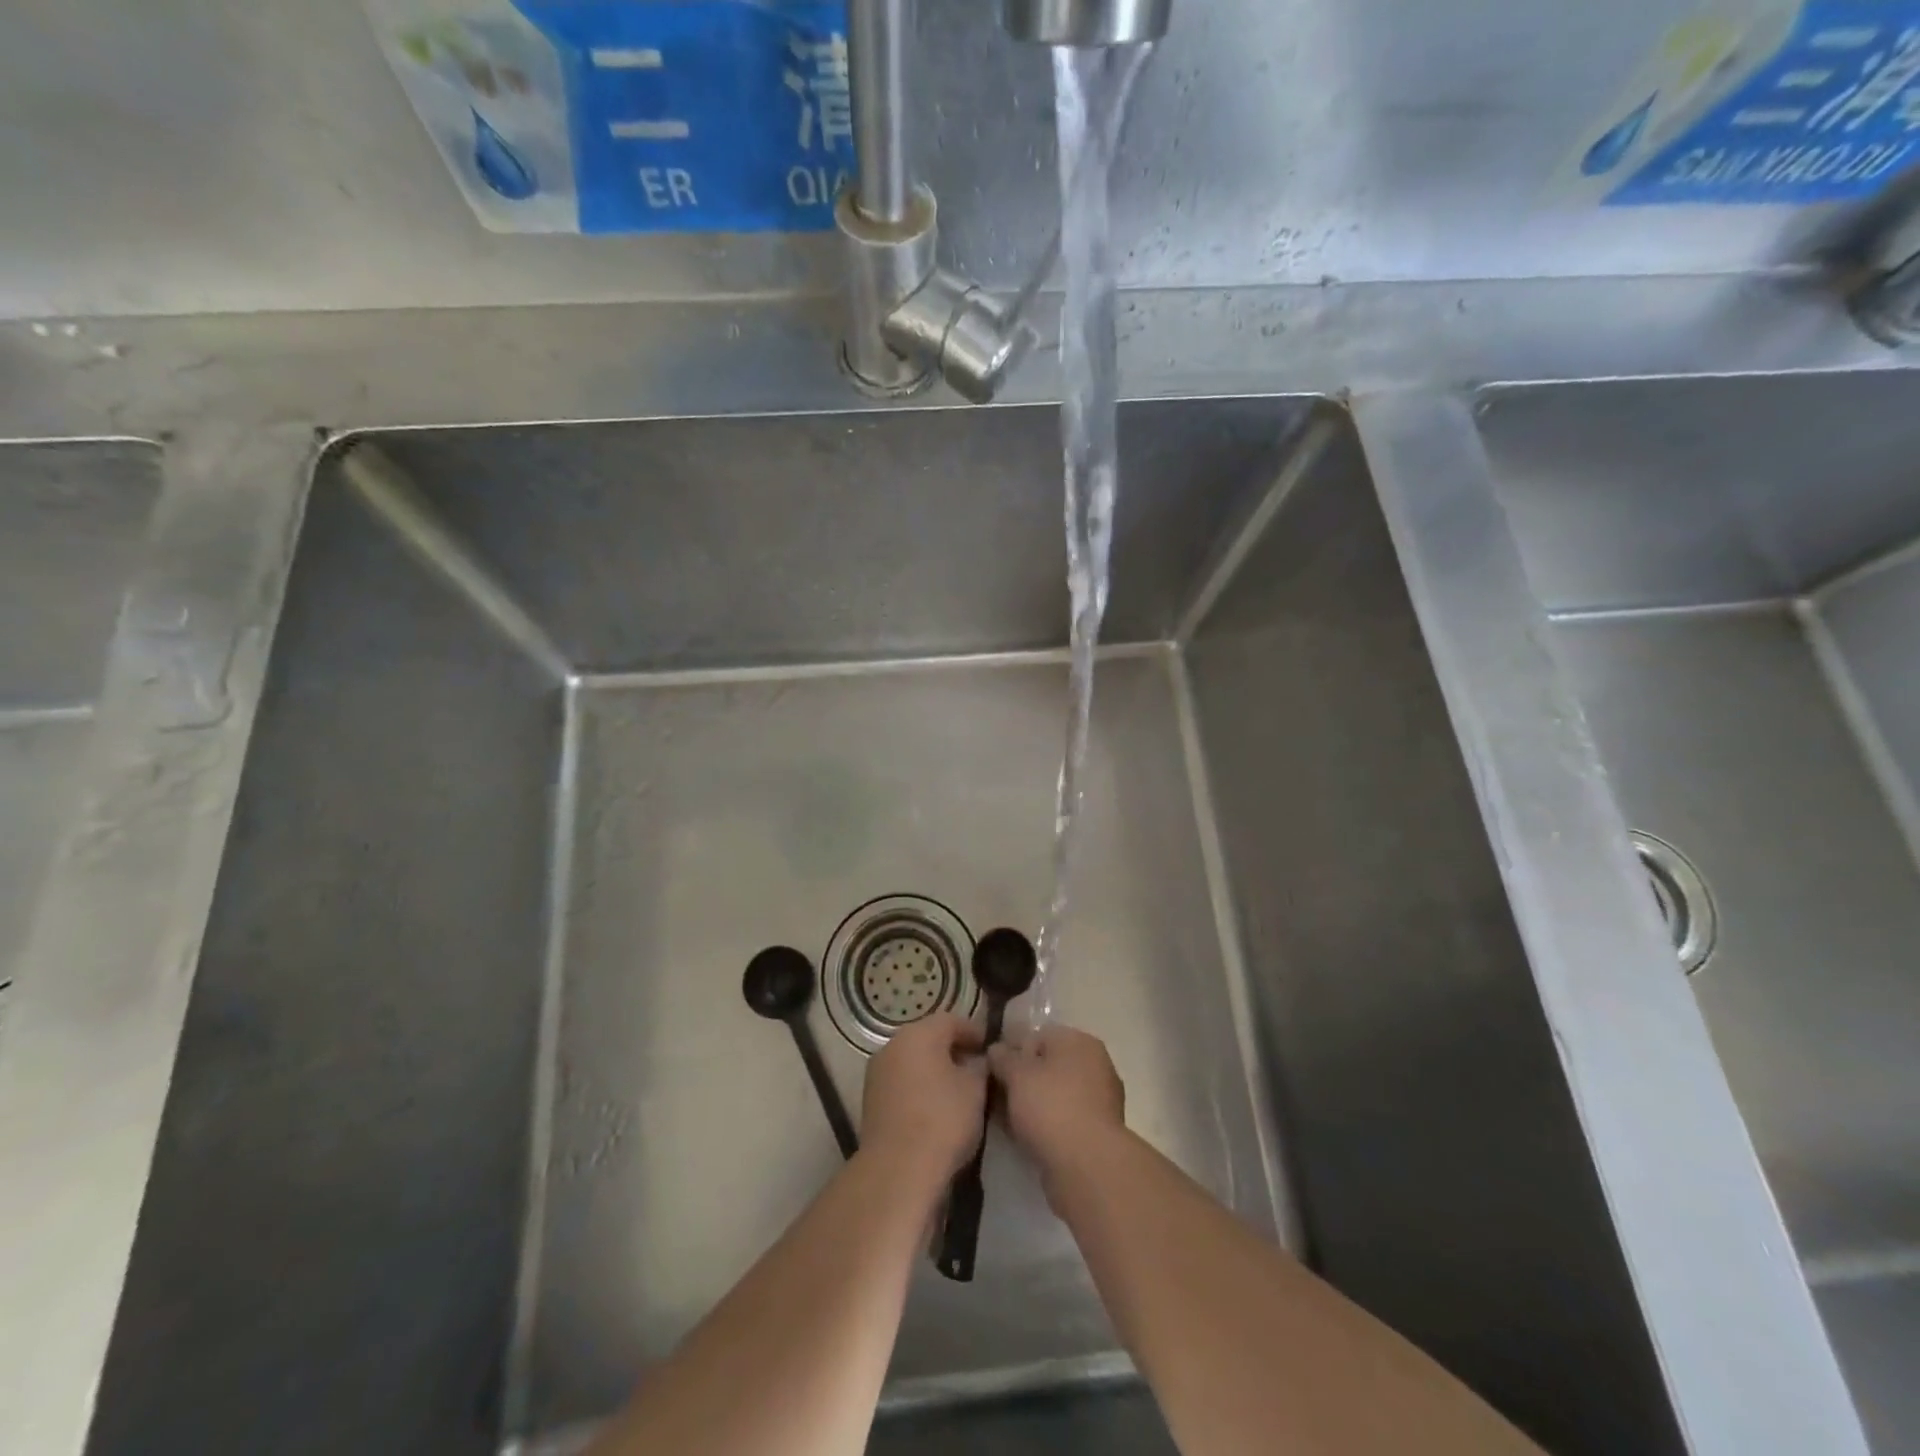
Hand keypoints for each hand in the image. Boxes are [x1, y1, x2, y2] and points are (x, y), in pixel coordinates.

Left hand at [859, 1014, 987, 1190]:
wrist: (897, 1169)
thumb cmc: (943, 1119)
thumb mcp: (975, 1090)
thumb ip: (979, 1067)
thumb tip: (977, 1061)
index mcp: (918, 1033)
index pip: (951, 1020)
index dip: (973, 1031)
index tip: (989, 1047)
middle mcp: (893, 1045)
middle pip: (928, 1038)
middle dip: (952, 1050)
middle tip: (975, 1068)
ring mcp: (877, 1072)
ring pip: (912, 1061)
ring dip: (933, 1069)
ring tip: (957, 1090)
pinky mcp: (870, 1100)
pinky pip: (901, 1082)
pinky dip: (918, 1087)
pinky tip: (934, 1107)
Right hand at [988, 1025, 1126, 1192]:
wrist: (1088, 1166)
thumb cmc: (1051, 1107)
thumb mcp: (1017, 1074)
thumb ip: (1002, 1057)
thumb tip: (996, 1049)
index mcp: (1079, 1041)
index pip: (1039, 1035)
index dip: (1012, 1049)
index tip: (991, 1069)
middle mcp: (1095, 1064)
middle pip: (1048, 1065)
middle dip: (1021, 1078)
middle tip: (995, 1095)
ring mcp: (1100, 1099)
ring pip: (1054, 1094)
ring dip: (1031, 1103)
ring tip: (1004, 1119)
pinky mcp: (1097, 1132)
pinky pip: (1063, 1118)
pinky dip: (1044, 1124)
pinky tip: (1023, 1136)